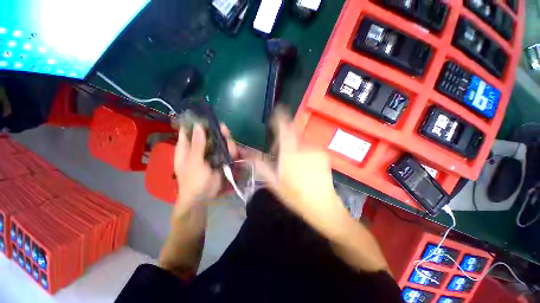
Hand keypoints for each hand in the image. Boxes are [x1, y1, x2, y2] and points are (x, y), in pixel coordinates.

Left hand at [174, 123, 236, 212]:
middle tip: (224, 129)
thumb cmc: (194, 181)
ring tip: (231, 146)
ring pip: (218, 142)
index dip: (194, 122)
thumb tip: (198, 126)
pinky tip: (234, 152)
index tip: (205, 116)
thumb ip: (197, 145)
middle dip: (216, 132)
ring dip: (226, 142)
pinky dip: (230, 150)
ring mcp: (209, 154)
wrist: (204, 197)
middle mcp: (197, 148)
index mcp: (186, 148)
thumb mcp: (194, 162)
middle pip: (207, 134)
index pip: (187, 130)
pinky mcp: (219, 159)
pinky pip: (225, 150)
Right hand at [257, 109, 388, 272]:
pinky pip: (309, 147)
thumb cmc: (295, 196)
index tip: (276, 112)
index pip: (284, 128)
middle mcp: (304, 147)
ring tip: (292, 164)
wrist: (323, 206)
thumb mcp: (274, 183)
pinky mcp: (324, 154)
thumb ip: (261, 165)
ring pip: (300, 142)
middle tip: (280, 154)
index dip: (280, 117)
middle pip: (292, 134)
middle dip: (284, 139)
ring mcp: (316, 150)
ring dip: (293, 147)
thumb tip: (248, 153)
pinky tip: (304, 166)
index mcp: (290, 153)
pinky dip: (303, 152)